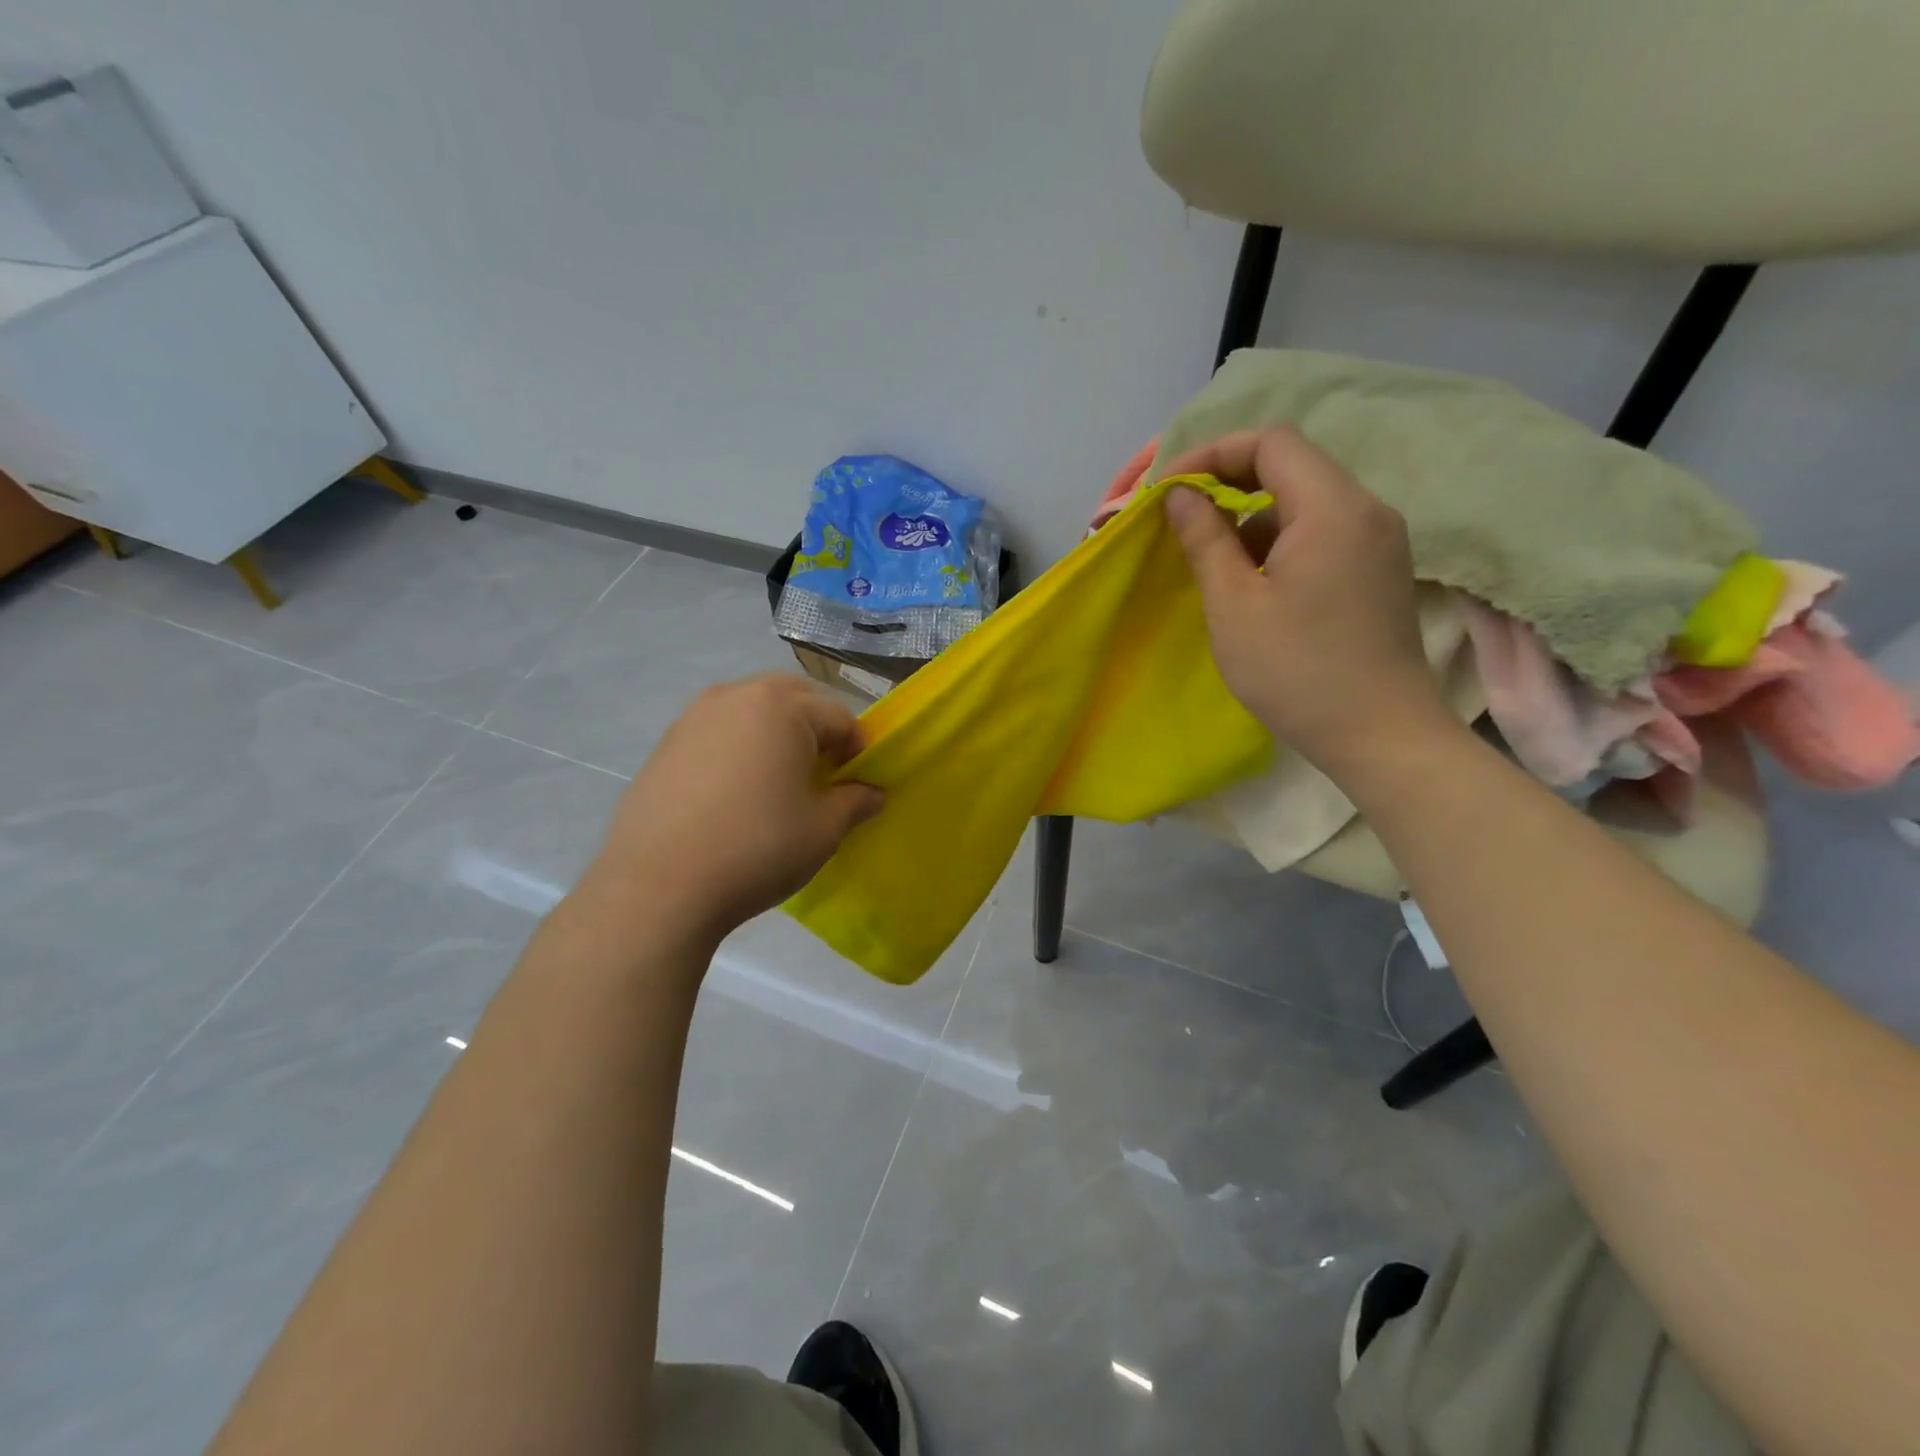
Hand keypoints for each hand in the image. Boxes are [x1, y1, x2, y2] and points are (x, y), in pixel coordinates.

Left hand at [581, 675, 882, 950]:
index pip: (839, 716)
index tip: (856, 784)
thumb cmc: (757, 849)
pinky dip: (738, 746)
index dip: (857, 750)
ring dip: (775, 732)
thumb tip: (873, 794)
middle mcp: (737, 696)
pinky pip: (718, 730)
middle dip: (816, 728)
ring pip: (752, 709)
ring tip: (776, 780)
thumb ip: (855, 802)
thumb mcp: (822, 830)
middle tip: (821, 773)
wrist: (659, 886)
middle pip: (794, 698)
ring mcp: (695, 716)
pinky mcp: (666, 743)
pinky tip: (734, 792)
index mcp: (783, 707)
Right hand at [1162, 427, 1451, 777]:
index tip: (1169, 492)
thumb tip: (1181, 496)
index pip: (1270, 442)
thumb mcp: (1234, 605)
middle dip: (1228, 482)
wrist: (1380, 735)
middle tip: (1181, 518)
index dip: (1212, 454)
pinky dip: (1279, 540)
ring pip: (1305, 500)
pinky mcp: (1378, 569)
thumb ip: (1205, 540)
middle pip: (1291, 464)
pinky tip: (1252, 581)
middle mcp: (1365, 509)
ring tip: (1211, 557)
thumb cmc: (1297, 672)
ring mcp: (1378, 539)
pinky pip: (1322, 531)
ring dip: (1251, 516)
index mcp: (1332, 508)